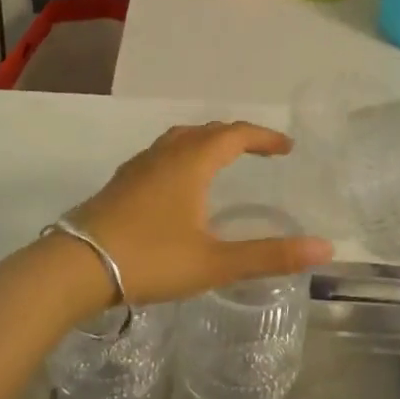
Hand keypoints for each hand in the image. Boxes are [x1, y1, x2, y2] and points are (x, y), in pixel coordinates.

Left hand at [53, 121, 333, 313]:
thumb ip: (269, 255)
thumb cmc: (150, 259)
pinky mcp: (121, 182)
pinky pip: (162, 154)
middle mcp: (166, 154)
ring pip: (180, 139)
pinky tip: (179, 184)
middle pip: (208, 131)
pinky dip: (183, 155)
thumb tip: (325, 248)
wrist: (74, 267)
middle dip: (239, 137)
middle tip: (261, 152)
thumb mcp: (215, 262)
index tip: (286, 147)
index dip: (264, 137)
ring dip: (208, 142)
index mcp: (192, 162)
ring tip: (223, 160)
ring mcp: (139, 166)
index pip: (236, 134)